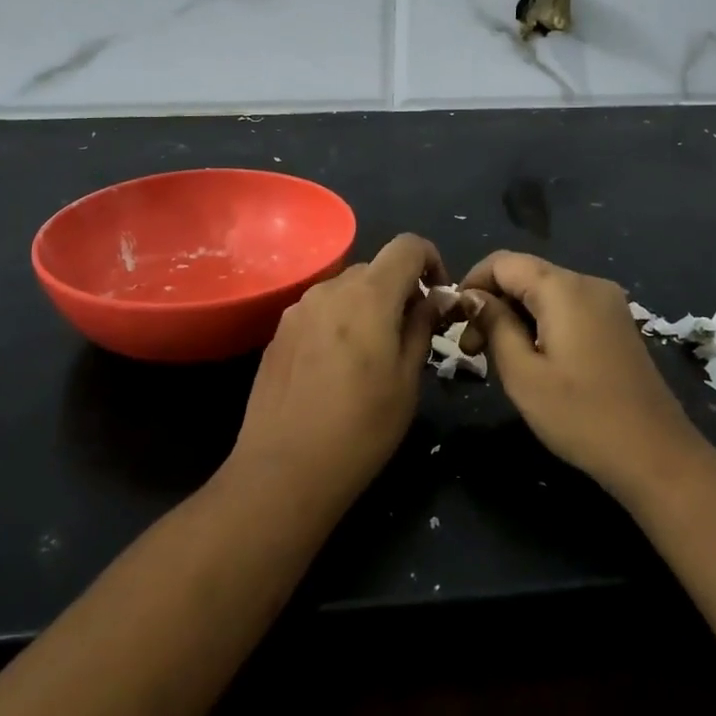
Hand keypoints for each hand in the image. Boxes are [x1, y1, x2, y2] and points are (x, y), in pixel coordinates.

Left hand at [226, 233, 447, 515]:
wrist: (283, 470)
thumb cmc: (361, 429)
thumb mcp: (407, 381)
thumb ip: (422, 327)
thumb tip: (436, 298)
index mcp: (368, 295)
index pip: (407, 245)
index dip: (431, 260)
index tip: (437, 299)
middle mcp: (329, 289)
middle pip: (375, 268)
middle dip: (399, 291)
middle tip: (410, 336)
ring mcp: (298, 309)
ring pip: (345, 290)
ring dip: (367, 307)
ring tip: (371, 357)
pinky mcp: (278, 332)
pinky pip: (320, 312)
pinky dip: (339, 323)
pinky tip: (335, 370)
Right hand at [460, 251, 706, 502]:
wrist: (656, 456)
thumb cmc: (581, 416)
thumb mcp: (522, 373)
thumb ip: (494, 324)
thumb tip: (472, 297)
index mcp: (564, 288)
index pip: (503, 262)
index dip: (472, 283)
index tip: (455, 321)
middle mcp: (588, 283)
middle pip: (525, 274)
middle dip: (492, 303)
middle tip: (472, 350)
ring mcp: (607, 303)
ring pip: (545, 292)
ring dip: (514, 315)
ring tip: (497, 358)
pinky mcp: (616, 324)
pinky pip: (567, 308)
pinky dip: (540, 322)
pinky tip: (533, 358)